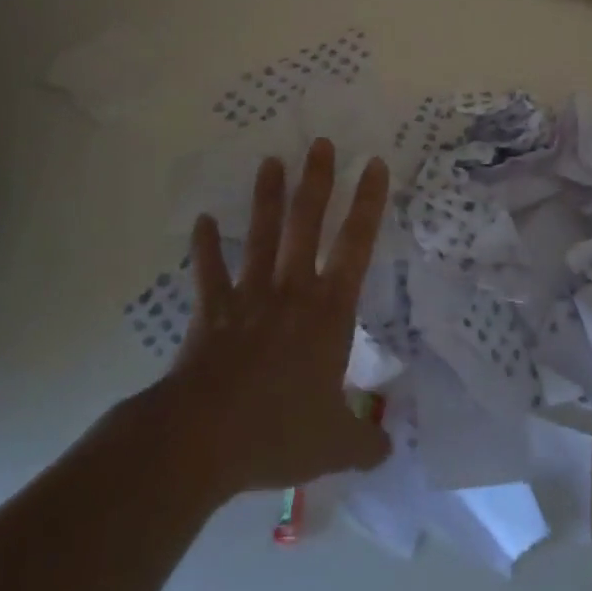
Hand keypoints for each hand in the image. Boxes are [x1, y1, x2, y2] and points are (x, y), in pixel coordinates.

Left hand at [156, 138, 392, 500]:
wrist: (204, 439)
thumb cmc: (278, 432)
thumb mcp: (335, 445)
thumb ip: (366, 442)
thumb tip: (390, 447)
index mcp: (329, 311)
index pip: (356, 245)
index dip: (369, 203)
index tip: (375, 164)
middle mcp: (292, 290)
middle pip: (307, 223)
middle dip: (317, 181)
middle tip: (321, 143)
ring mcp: (249, 296)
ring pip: (262, 235)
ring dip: (267, 198)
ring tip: (271, 161)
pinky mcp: (211, 311)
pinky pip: (209, 272)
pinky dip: (205, 247)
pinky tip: (201, 221)